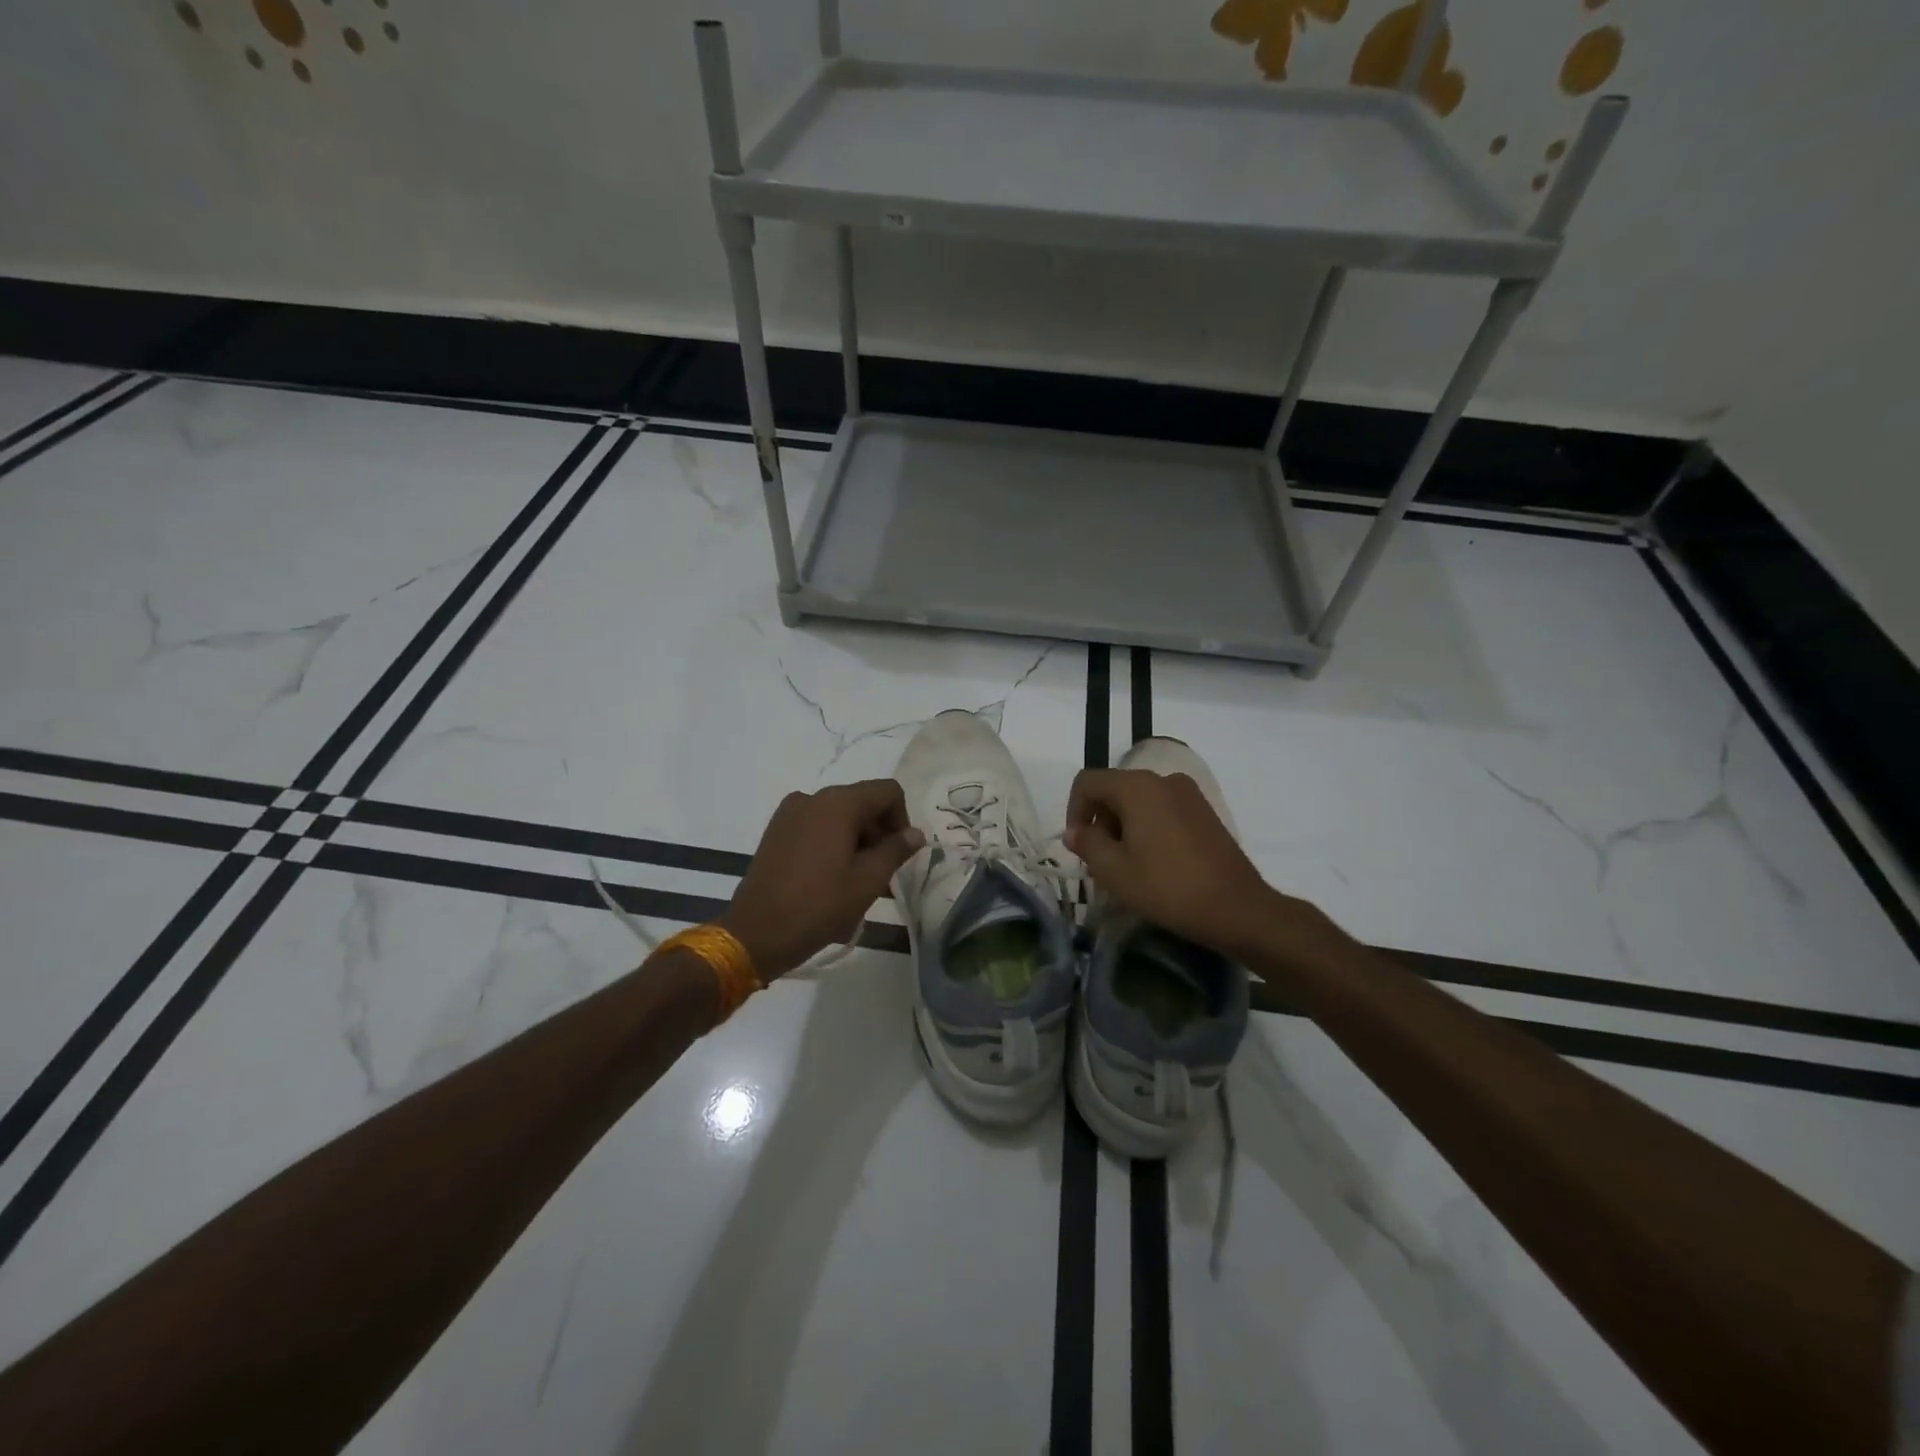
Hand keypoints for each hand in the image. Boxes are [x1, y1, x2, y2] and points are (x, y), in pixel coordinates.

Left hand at [719, 780, 924, 978]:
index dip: (902, 820)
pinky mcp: (776, 831)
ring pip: (839, 816)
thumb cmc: (819, 905)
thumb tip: (915, 833)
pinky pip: (817, 827)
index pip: (887, 792)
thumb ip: (896, 850)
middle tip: (883, 875)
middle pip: (862, 802)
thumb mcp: (868, 880)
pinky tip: (832, 879)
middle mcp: (813, 797)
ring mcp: (790, 813)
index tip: (899, 855)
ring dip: (857, 842)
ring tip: (859, 883)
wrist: (756, 933)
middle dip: (879, 834)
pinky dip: (833, 844)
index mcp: (838, 802)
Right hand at [1065, 768, 1285, 959]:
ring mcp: (1189, 794)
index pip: (1088, 782)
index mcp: (1137, 786)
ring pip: (1139, 801)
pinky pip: (1162, 810)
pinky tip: (1153, 863)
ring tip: (1127, 866)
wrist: (1237, 908)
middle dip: (1100, 822)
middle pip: (1115, 789)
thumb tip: (1075, 831)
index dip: (1073, 811)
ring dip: (1123, 827)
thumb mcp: (1114, 870)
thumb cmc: (1167, 887)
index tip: (1078, 846)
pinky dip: (1148, 828)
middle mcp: (1163, 779)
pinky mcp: (1205, 812)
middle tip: (1101, 862)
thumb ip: (1087, 843)